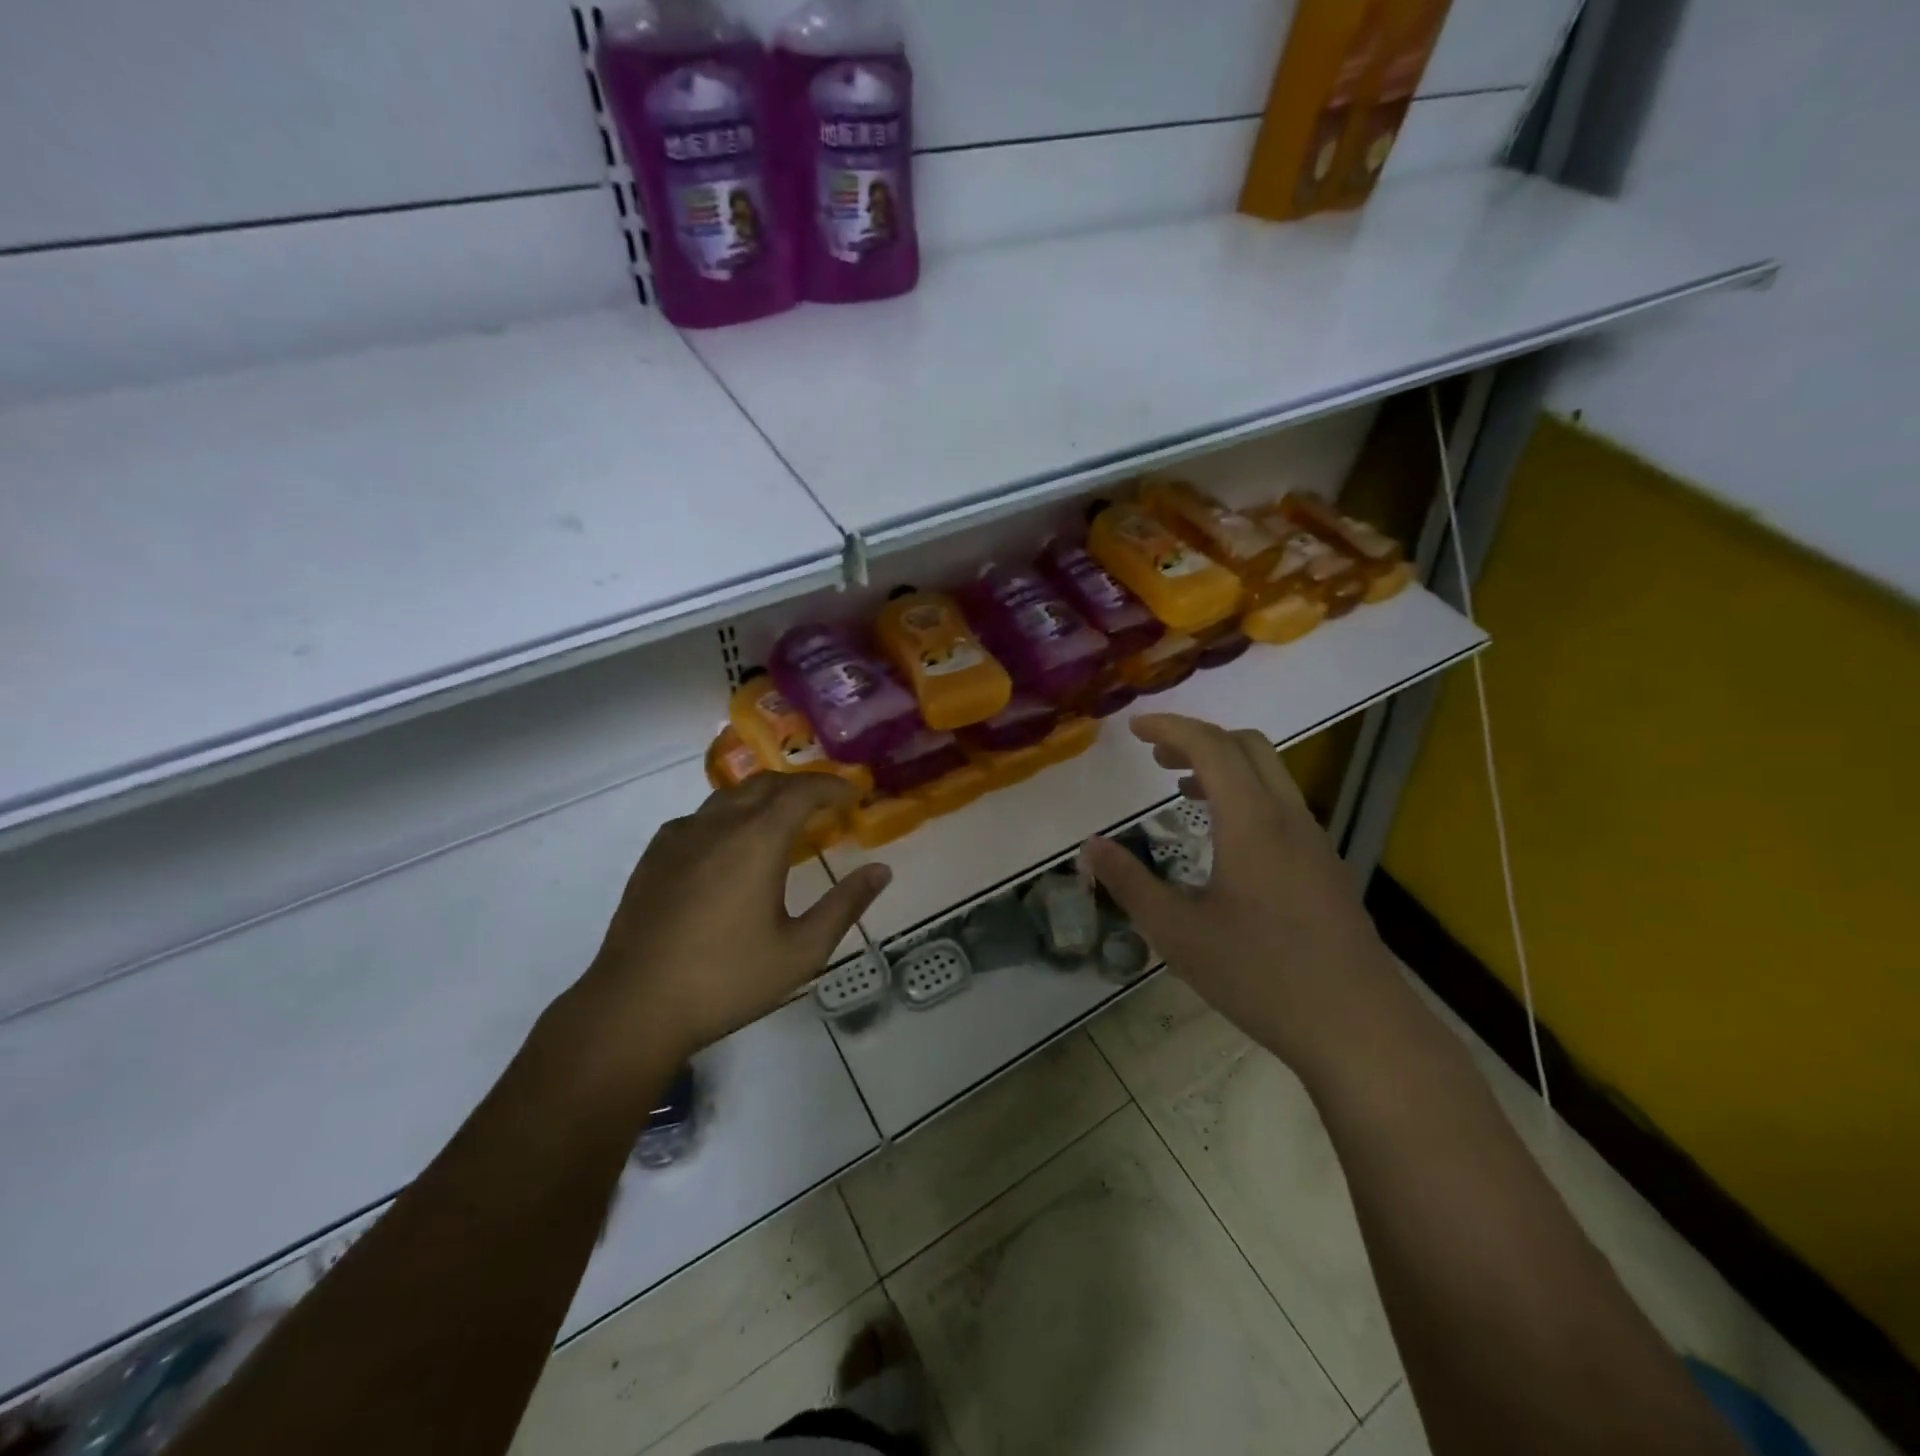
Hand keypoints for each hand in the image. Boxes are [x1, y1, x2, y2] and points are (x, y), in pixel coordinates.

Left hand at [547, 774, 890, 1107]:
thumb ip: (845, 906)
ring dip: (764, 797)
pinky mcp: (654, 855)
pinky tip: (731, 846)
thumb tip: (881, 871)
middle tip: (826, 804)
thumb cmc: (726, 980)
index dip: (832, 786)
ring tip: (784, 820)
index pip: (802, 791)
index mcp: (757, 840)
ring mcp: (680, 837)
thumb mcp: (801, 951)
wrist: (634, 1007)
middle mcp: (718, 825)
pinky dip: (729, 816)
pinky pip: (700, 817)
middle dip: (801, 786)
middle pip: (765, 784)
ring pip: (729, 796)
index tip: (853, 795)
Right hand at [1080, 714, 1399, 1079]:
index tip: (1133, 728)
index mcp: (1252, 822)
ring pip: (1268, 774)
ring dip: (1222, 766)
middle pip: (1247, 745)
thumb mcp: (1178, 934)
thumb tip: (1091, 847)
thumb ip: (1130, 884)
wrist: (1358, 1028)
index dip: (1169, 727)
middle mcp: (1288, 817)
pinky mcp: (1324, 866)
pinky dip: (1243, 795)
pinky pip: (1280, 805)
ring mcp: (1313, 840)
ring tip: (1180, 791)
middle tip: (1154, 757)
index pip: (1210, 746)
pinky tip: (1222, 840)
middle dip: (1197, 738)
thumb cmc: (1261, 976)